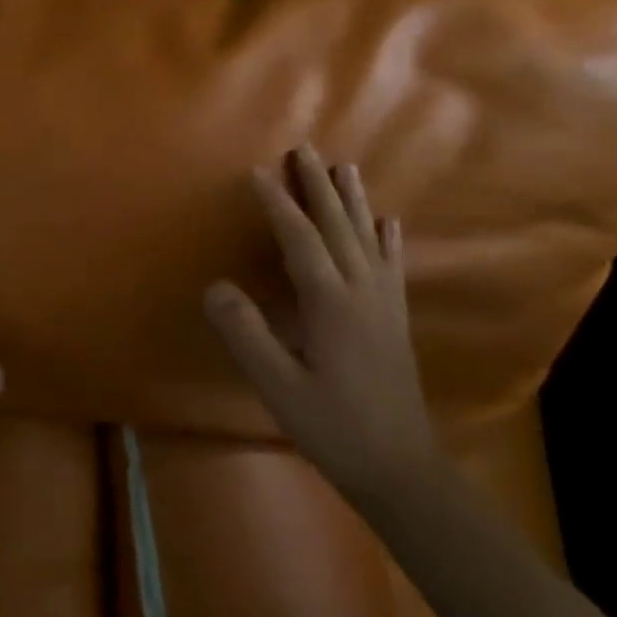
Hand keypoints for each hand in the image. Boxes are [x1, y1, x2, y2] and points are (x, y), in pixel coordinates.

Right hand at [204, 147, 438, 501]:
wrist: (401, 467)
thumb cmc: (334, 426)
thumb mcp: (278, 386)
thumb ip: (246, 334)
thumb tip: (215, 286)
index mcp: (332, 302)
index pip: (300, 239)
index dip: (278, 203)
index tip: (258, 172)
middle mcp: (363, 291)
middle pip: (339, 225)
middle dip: (318, 186)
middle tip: (305, 149)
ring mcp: (385, 303)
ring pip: (368, 237)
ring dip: (353, 200)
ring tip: (345, 167)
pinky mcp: (395, 319)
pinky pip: (391, 264)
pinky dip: (387, 237)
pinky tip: (389, 222)